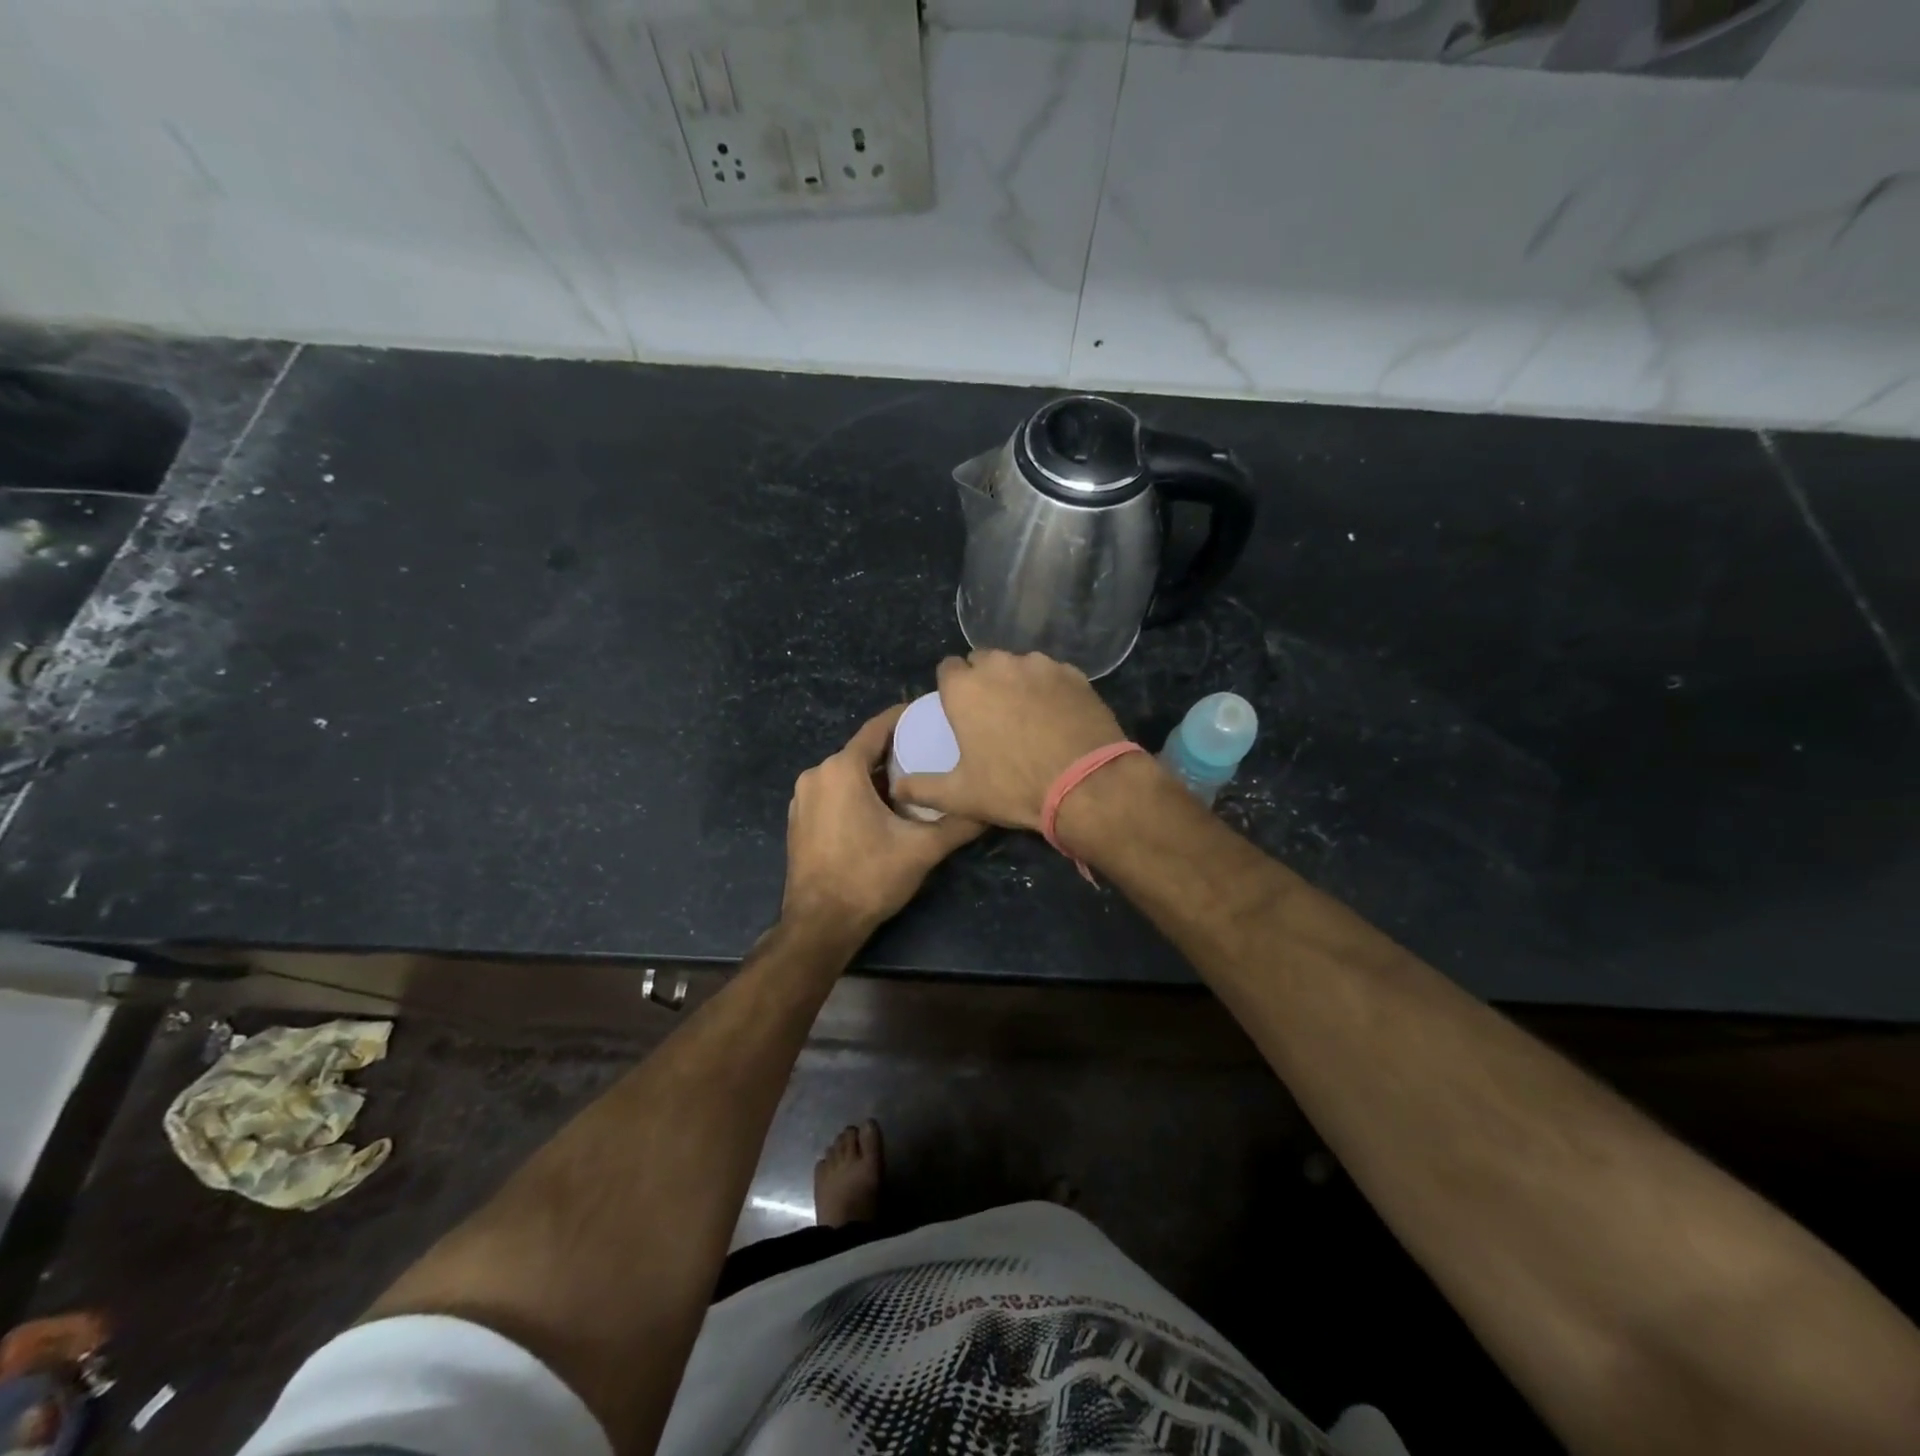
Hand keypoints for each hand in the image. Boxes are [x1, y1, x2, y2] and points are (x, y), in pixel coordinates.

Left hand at [781, 703, 983, 936]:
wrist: (820, 925)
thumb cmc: (869, 877)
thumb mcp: (922, 849)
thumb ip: (959, 823)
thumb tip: (992, 807)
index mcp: (841, 769)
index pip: (878, 728)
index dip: (906, 718)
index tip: (932, 715)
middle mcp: (817, 774)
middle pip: (863, 752)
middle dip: (896, 751)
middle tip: (933, 754)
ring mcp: (802, 798)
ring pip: (848, 774)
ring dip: (877, 776)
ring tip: (915, 782)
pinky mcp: (799, 820)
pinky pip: (833, 793)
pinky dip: (857, 793)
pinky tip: (883, 810)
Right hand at [892, 651, 1126, 830]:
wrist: (1086, 784)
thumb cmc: (1014, 787)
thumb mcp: (960, 796)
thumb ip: (922, 788)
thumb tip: (897, 787)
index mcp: (965, 688)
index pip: (947, 668)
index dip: (951, 687)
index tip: (958, 710)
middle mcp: (1000, 666)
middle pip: (983, 661)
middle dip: (983, 680)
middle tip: (992, 714)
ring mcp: (1041, 665)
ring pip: (1019, 664)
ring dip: (1017, 681)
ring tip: (1027, 714)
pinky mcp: (1074, 674)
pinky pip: (1052, 673)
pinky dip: (1049, 688)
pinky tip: (1057, 715)